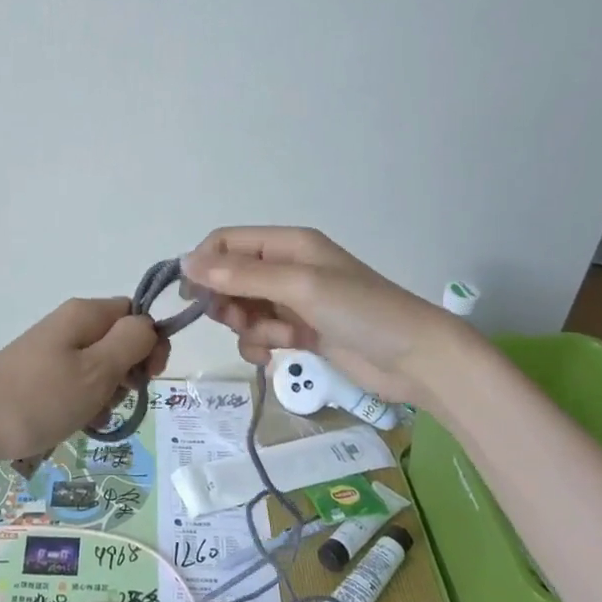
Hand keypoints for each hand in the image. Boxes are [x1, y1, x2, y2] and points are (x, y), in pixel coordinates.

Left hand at [0, 298, 170, 476]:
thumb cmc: (37, 399)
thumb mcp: (96, 371)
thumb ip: (132, 342)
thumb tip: (149, 325)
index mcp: (85, 314)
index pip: (136, 314)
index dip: (150, 344)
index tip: (148, 379)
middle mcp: (68, 325)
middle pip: (119, 341)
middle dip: (127, 374)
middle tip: (114, 401)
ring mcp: (50, 351)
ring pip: (99, 367)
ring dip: (105, 395)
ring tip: (90, 419)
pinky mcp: (36, 376)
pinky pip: (75, 384)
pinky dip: (83, 405)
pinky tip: (75, 426)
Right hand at [181, 227, 471, 406]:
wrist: (415, 359)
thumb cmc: (359, 311)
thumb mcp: (298, 286)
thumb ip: (240, 275)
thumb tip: (185, 262)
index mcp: (287, 244)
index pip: (226, 243)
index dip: (204, 265)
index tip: (192, 297)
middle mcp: (286, 268)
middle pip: (229, 277)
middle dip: (226, 300)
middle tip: (237, 319)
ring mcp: (292, 301)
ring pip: (241, 308)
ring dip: (246, 326)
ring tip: (273, 338)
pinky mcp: (298, 332)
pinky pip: (259, 334)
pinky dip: (260, 344)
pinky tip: (278, 353)